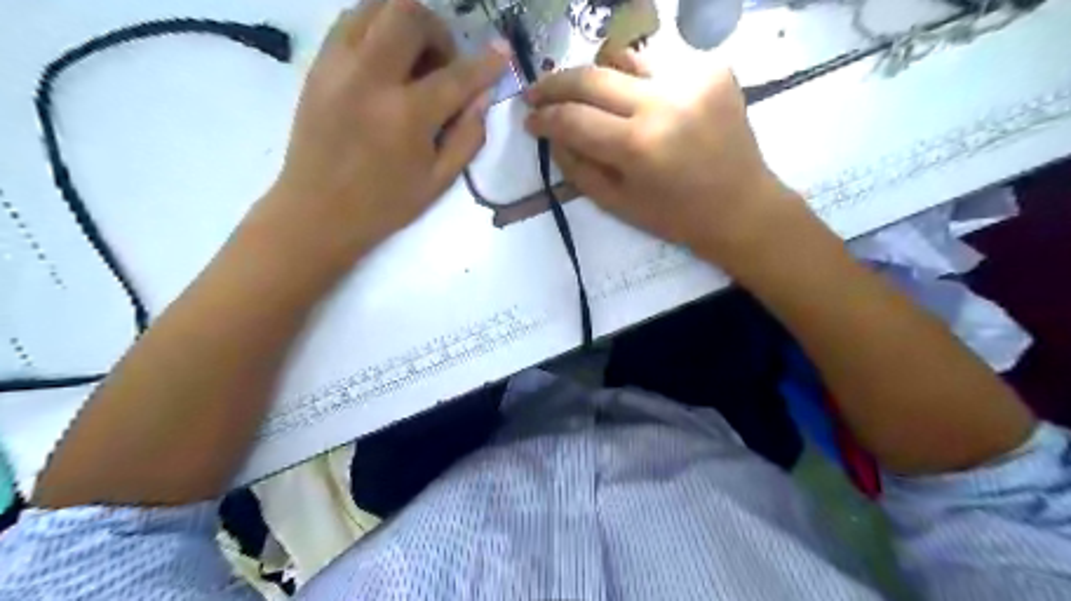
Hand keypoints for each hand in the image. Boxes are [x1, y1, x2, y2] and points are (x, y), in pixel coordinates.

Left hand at [262, 0, 505, 269]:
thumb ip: (468, 136)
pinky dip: (376, 29)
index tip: (502, 52)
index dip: (486, 63)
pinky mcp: (317, 65)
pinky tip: (385, 60)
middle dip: (438, 30)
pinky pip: (350, 23)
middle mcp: (370, 78)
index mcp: (406, 116)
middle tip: (444, 62)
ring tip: (413, 59)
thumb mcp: (439, 181)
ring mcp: (337, 66)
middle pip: (409, 15)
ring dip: (404, 23)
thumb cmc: (385, 204)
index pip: (456, 76)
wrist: (317, 212)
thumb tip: (483, 97)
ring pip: (374, 6)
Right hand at [526, 50, 802, 273]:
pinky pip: (658, 65)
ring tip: (586, 95)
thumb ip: (577, 167)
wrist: (740, 206)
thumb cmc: (675, 217)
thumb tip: (552, 135)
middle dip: (555, 84)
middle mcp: (664, 102)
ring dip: (597, 77)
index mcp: (639, 146)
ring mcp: (692, 78)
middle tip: (538, 93)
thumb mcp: (617, 203)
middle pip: (592, 76)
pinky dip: (637, 81)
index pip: (573, 118)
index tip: (529, 119)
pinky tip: (638, 102)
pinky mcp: (713, 68)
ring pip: (623, 59)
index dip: (544, 117)